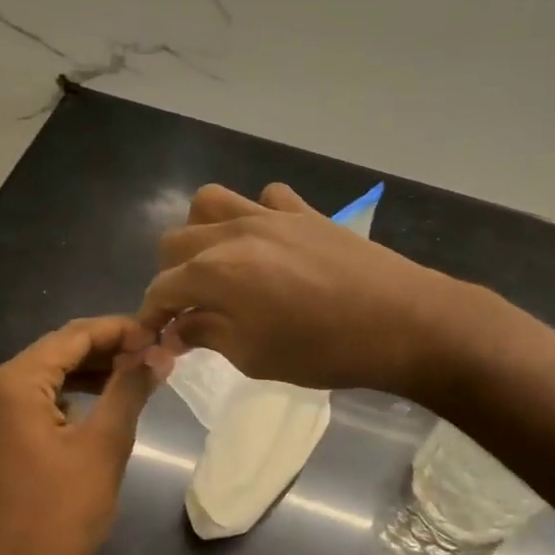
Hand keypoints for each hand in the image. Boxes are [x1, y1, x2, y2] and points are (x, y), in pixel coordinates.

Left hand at [0, 317, 158, 554]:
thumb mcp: (103, 448)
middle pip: (56, 352)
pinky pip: (32, 402)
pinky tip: (99, 404)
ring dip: (89, 372)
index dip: (119, 330)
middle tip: (153, 354)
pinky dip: (67, 397)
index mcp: (13, 383)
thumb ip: (130, 390)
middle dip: (106, 349)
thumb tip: (159, 353)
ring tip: (135, 375)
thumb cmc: (58, 517)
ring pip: (45, 376)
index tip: (160, 334)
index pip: (73, 336)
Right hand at [138, 183, 462, 396]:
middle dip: (171, 275)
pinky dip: (258, 214)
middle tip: (190, 307)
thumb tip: (179, 329)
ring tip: (218, 263)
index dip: (152, 314)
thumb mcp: (255, 357)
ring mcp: (270, 216)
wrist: (402, 322)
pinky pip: (267, 197)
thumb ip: (208, 335)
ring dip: (201, 232)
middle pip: (175, 241)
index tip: (157, 336)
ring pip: (210, 202)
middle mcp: (233, 233)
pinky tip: (270, 242)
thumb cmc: (324, 351)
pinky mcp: (305, 211)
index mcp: (215, 272)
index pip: (162, 288)